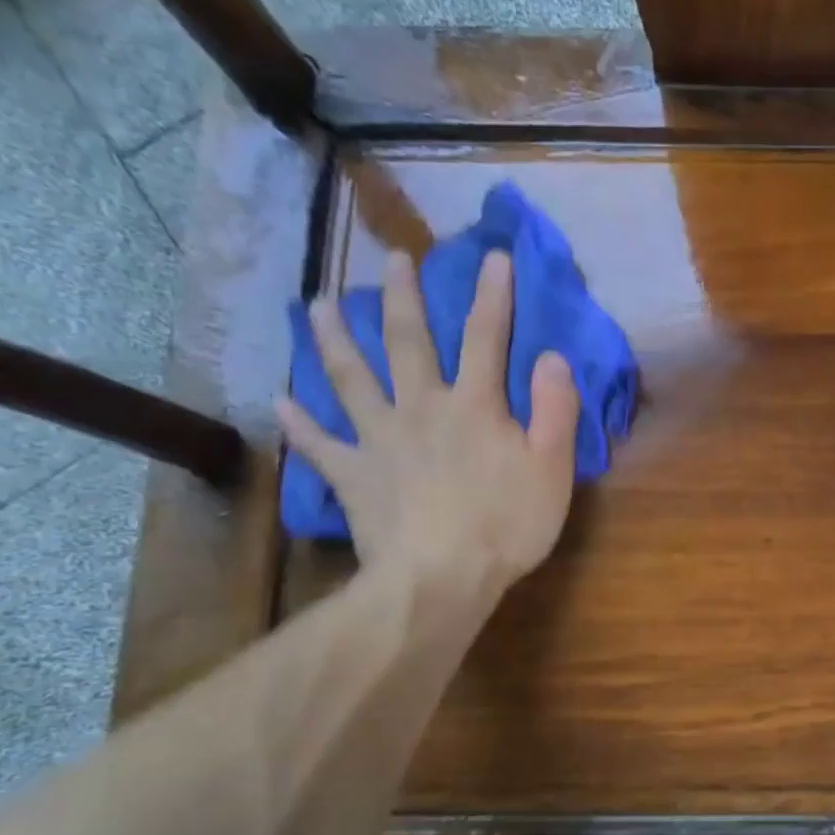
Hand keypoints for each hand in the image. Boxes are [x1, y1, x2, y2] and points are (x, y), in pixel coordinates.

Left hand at [275, 249, 579, 613]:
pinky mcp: (352, 475)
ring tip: (318, 304)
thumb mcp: (552, 469)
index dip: (493, 296)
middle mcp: (421, 408)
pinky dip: (298, 422)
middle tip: (393, 260)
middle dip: (404, 297)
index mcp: (475, 406)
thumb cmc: (507, 525)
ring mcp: (379, 439)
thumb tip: (552, 357)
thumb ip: (555, 410)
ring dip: (334, 338)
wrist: (441, 577)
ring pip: (349, 377)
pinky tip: (279, 399)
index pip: (486, 339)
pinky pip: (318, 444)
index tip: (495, 257)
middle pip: (408, 343)